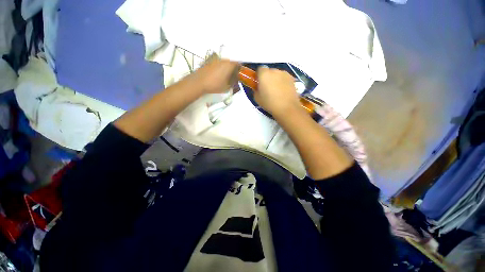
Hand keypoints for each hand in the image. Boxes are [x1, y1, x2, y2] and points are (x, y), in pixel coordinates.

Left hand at [192, 58, 239, 93]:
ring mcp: (215, 59)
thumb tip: (236, 79)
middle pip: (231, 63)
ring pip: (224, 63)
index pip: (239, 64)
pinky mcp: (208, 61)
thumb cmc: (215, 85)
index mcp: (229, 64)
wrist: (198, 82)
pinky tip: (217, 75)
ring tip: (224, 77)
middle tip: (232, 77)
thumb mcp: (227, 87)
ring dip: (226, 68)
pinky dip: (219, 68)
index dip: (240, 70)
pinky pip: (217, 63)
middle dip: (233, 69)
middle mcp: (223, 59)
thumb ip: (233, 82)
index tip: (239, 76)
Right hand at [254, 67, 300, 116]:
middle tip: (267, 88)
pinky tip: (283, 92)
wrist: (287, 108)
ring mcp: (285, 74)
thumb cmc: (269, 103)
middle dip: (267, 77)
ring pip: (277, 74)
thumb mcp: (257, 98)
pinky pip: (284, 78)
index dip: (259, 76)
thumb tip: (259, 87)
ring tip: (276, 91)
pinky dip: (283, 82)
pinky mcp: (292, 78)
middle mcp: (275, 70)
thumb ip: (256, 90)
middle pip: (269, 71)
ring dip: (276, 79)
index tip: (259, 83)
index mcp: (264, 74)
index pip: (260, 69)